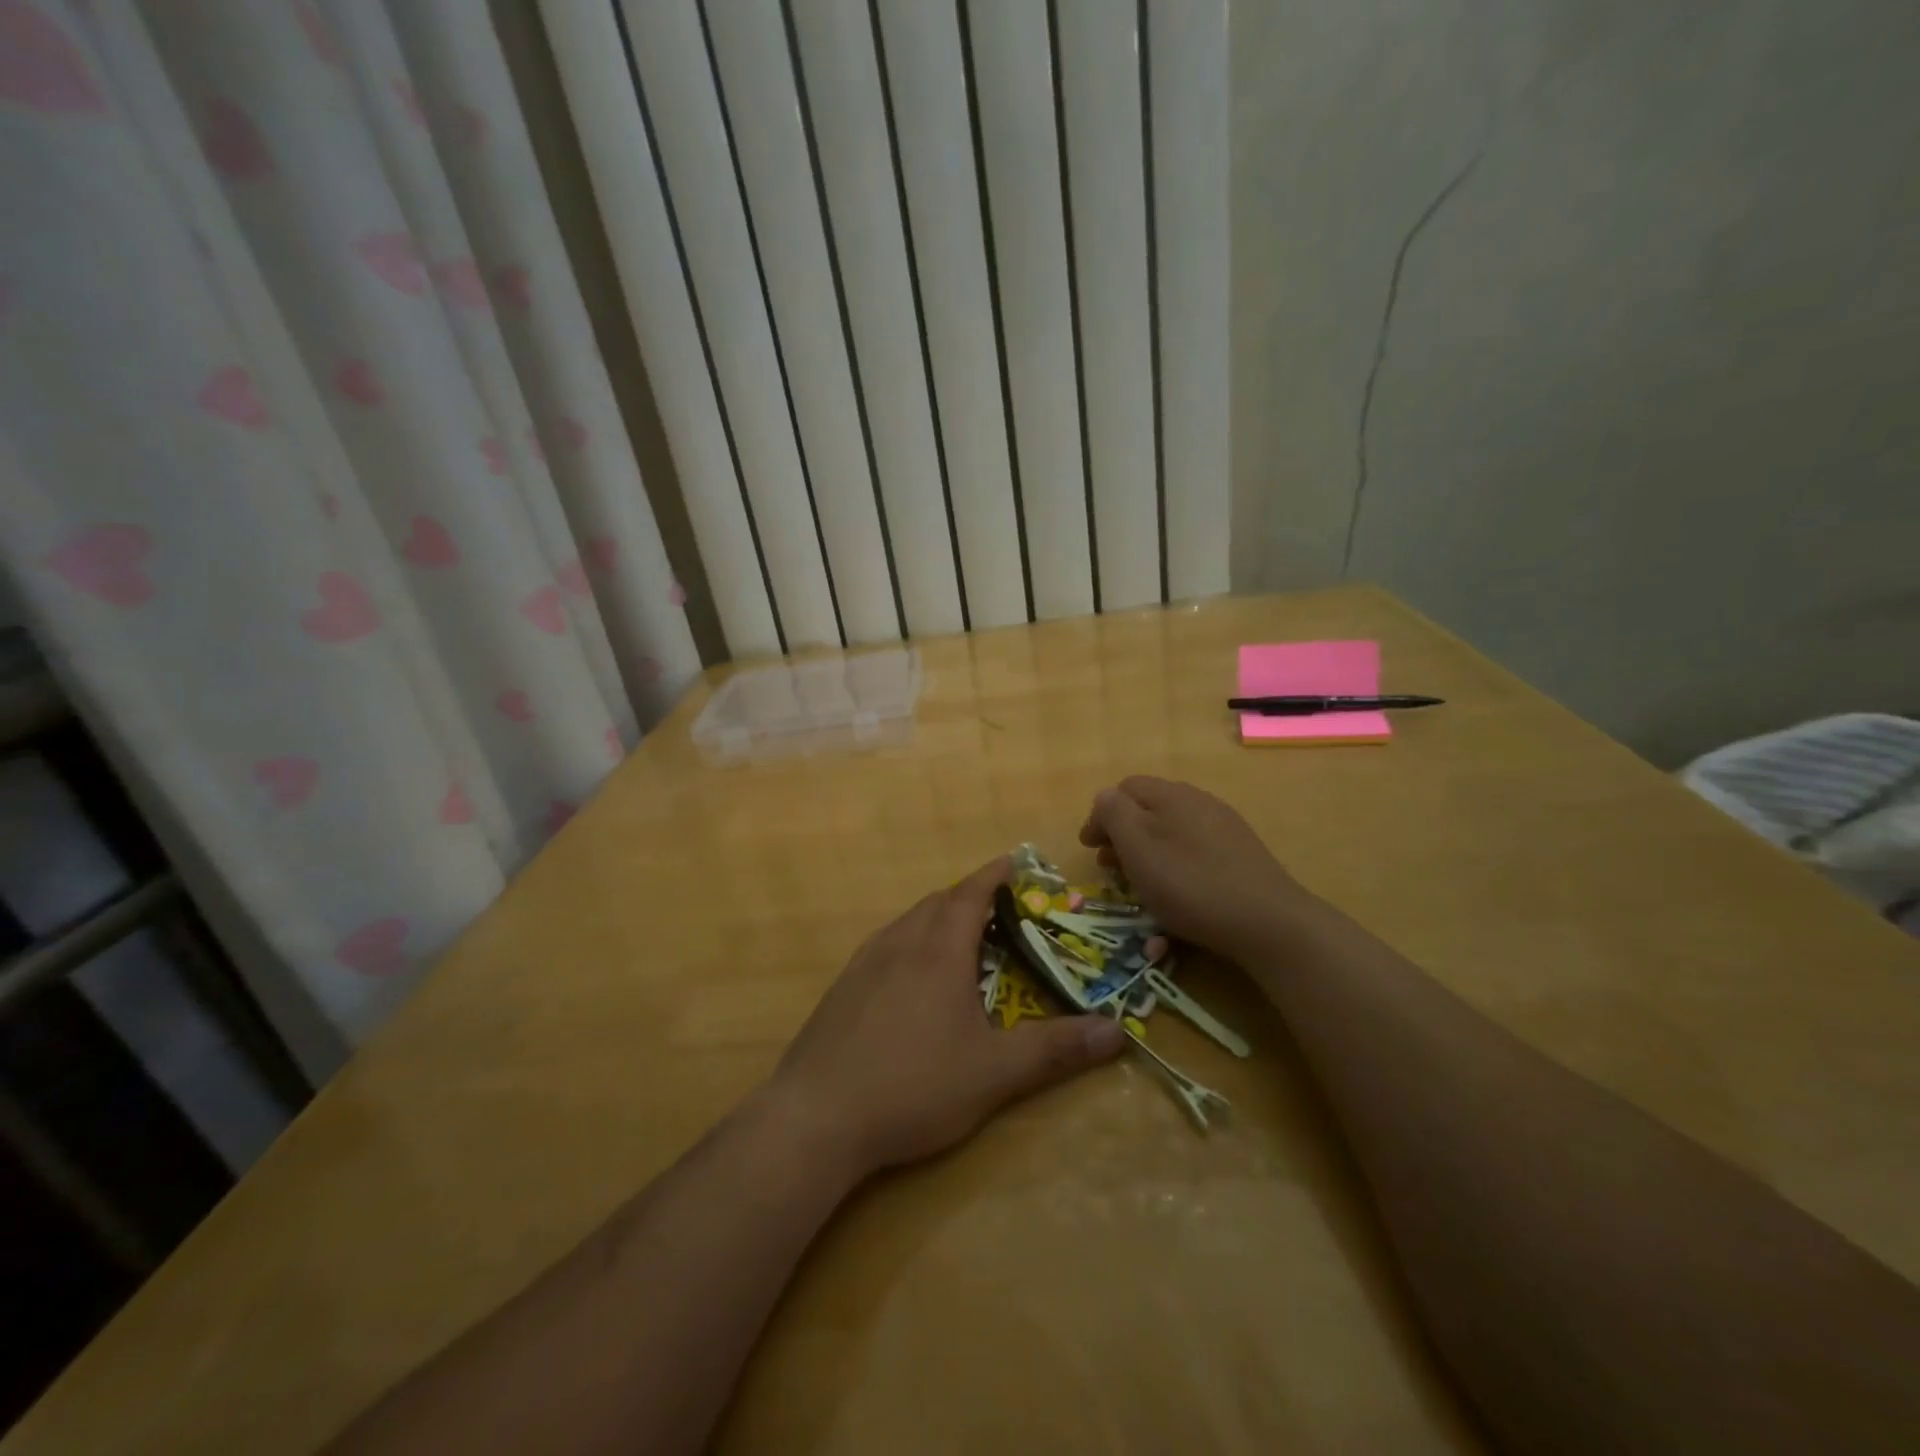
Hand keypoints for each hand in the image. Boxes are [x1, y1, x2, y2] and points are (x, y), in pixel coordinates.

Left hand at [768, 857, 1126, 1178]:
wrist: (816, 1117)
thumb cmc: (913, 1086)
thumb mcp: (993, 1073)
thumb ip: (1055, 1050)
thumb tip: (1117, 1033)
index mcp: (938, 951)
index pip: (970, 894)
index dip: (994, 875)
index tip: (1015, 862)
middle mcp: (900, 943)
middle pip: (938, 902)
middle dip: (970, 896)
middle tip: (1000, 909)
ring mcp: (864, 963)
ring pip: (907, 921)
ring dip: (938, 916)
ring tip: (960, 936)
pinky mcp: (842, 988)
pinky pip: (884, 944)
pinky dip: (910, 940)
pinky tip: (911, 975)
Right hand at [1079, 776, 1318, 962]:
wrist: (1268, 921)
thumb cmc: (1190, 884)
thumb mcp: (1137, 848)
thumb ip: (1114, 814)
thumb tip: (1105, 797)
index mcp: (1170, 794)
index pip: (1123, 789)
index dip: (1100, 816)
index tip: (1088, 849)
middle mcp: (1198, 801)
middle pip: (1148, 809)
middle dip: (1122, 835)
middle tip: (1109, 868)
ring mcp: (1223, 827)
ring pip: (1172, 831)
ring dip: (1147, 851)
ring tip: (1139, 883)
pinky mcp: (1240, 853)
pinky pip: (1195, 850)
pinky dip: (1175, 863)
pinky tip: (1177, 891)